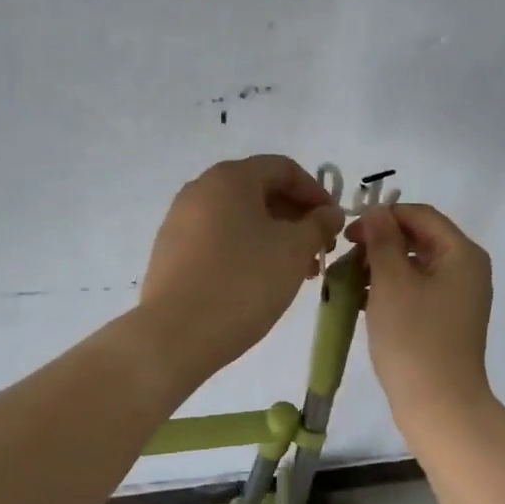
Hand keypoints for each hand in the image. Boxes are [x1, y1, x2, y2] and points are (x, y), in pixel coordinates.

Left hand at [139, 156, 344, 379]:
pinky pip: (217, 241)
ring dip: (273, 239)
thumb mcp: (293, 251)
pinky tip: (259, 283)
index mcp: (230, 178)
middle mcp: (200, 190)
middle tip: (318, 252)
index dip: (316, 193)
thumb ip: (318, 224)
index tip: (334, 224)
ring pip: (239, 220)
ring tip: (294, 273)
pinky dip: (245, 252)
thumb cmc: (243, 283)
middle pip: (259, 192)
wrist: (176, 334)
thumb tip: (329, 212)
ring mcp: (179, 221)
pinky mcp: (170, 253)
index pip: (284, 169)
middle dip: (295, 219)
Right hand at [349, 203, 494, 425]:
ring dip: (379, 269)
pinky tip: (360, 303)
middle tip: (343, 260)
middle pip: (418, 240)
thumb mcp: (392, 283)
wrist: (439, 405)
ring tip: (346, 284)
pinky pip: (416, 293)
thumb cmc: (414, 339)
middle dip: (378, 245)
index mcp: (462, 254)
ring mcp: (458, 298)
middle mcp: (466, 270)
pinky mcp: (446, 322)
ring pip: (414, 268)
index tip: (347, 235)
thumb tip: (377, 212)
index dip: (383, 217)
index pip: (421, 216)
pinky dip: (389, 292)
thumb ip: (383, 241)